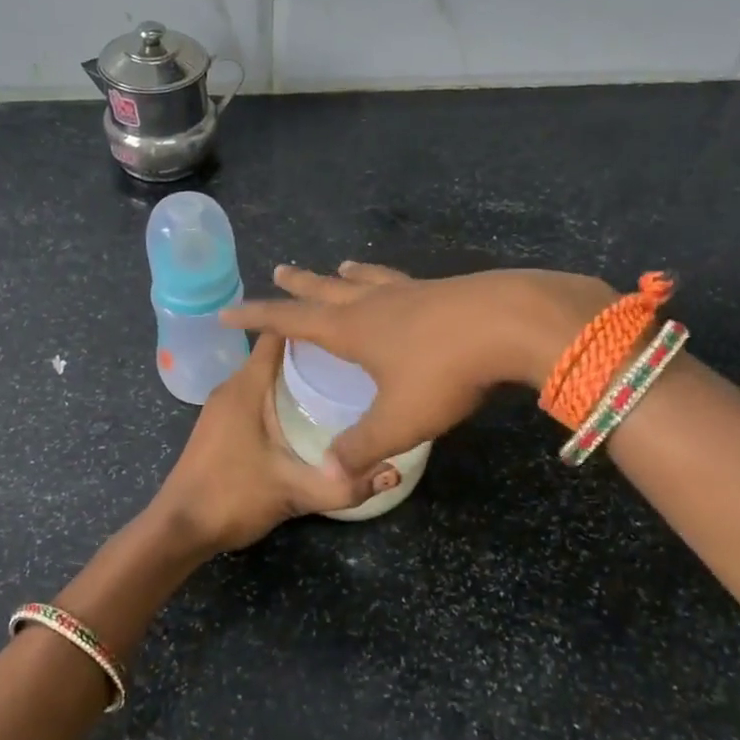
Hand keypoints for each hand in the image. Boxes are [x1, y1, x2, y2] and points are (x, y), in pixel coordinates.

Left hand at [148, 333, 370, 554]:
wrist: (178, 530)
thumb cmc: (232, 498)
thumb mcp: (295, 492)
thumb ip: (346, 485)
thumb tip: (395, 470)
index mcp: (246, 387)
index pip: (278, 335)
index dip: (312, 325)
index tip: (349, 328)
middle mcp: (232, 387)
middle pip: (275, 352)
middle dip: (313, 351)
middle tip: (356, 358)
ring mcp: (222, 406)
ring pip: (265, 374)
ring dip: (296, 374)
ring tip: (340, 380)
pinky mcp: (220, 424)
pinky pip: (256, 393)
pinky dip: (281, 392)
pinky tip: (308, 412)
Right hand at [222, 262, 615, 479]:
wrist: (511, 322)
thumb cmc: (444, 371)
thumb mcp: (399, 418)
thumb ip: (361, 446)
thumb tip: (328, 470)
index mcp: (351, 329)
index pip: (289, 320)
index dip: (257, 317)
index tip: (229, 311)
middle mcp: (374, 303)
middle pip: (325, 290)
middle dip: (299, 285)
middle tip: (280, 270)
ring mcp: (411, 291)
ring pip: (367, 279)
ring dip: (345, 276)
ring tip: (338, 269)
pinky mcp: (443, 290)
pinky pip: (401, 281)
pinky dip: (386, 279)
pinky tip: (402, 284)